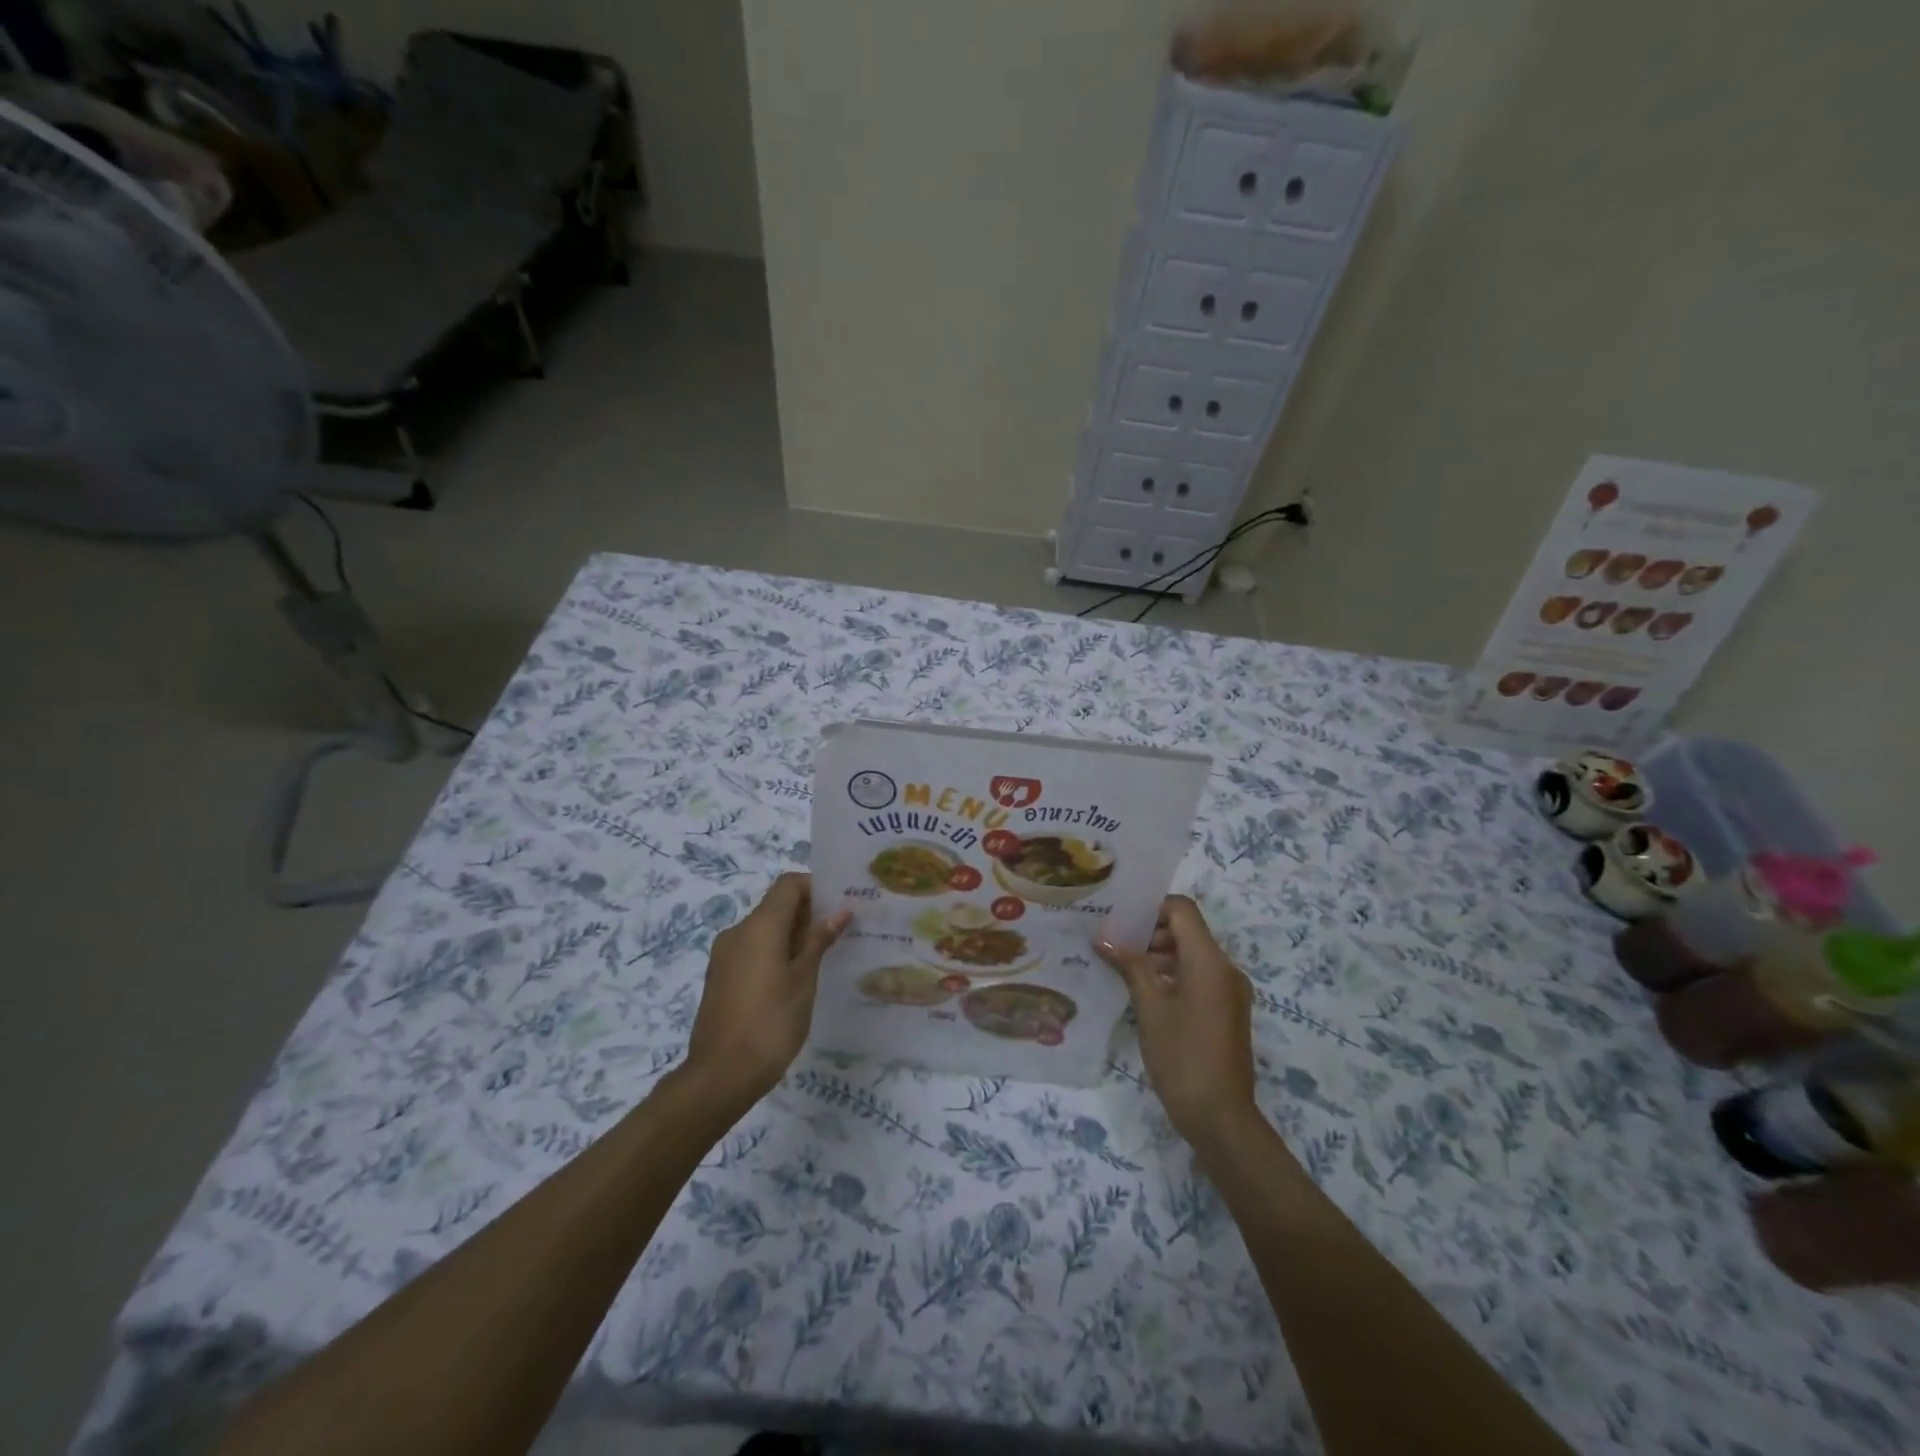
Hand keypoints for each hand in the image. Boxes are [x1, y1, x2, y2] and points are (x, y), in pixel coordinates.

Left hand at [683, 873, 849, 1105]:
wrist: (721, 1075)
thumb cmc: (771, 1022)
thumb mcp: (804, 979)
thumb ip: (819, 941)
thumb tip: (840, 911)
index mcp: (759, 926)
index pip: (788, 885)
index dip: (815, 887)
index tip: (839, 905)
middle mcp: (737, 932)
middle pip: (775, 906)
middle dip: (807, 913)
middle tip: (838, 933)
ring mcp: (724, 955)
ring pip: (763, 930)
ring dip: (791, 935)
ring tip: (820, 959)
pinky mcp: (720, 977)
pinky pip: (751, 950)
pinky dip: (773, 953)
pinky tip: (793, 980)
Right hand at [1097, 895, 1257, 1150]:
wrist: (1221, 1117)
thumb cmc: (1181, 1056)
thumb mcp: (1150, 1007)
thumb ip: (1130, 966)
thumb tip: (1104, 938)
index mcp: (1210, 961)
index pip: (1183, 910)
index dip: (1152, 907)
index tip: (1121, 919)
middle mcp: (1226, 969)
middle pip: (1187, 931)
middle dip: (1151, 933)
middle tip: (1114, 945)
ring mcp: (1230, 991)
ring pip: (1192, 955)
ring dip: (1160, 955)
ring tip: (1123, 968)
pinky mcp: (1228, 1010)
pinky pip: (1200, 977)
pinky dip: (1173, 975)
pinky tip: (1144, 992)